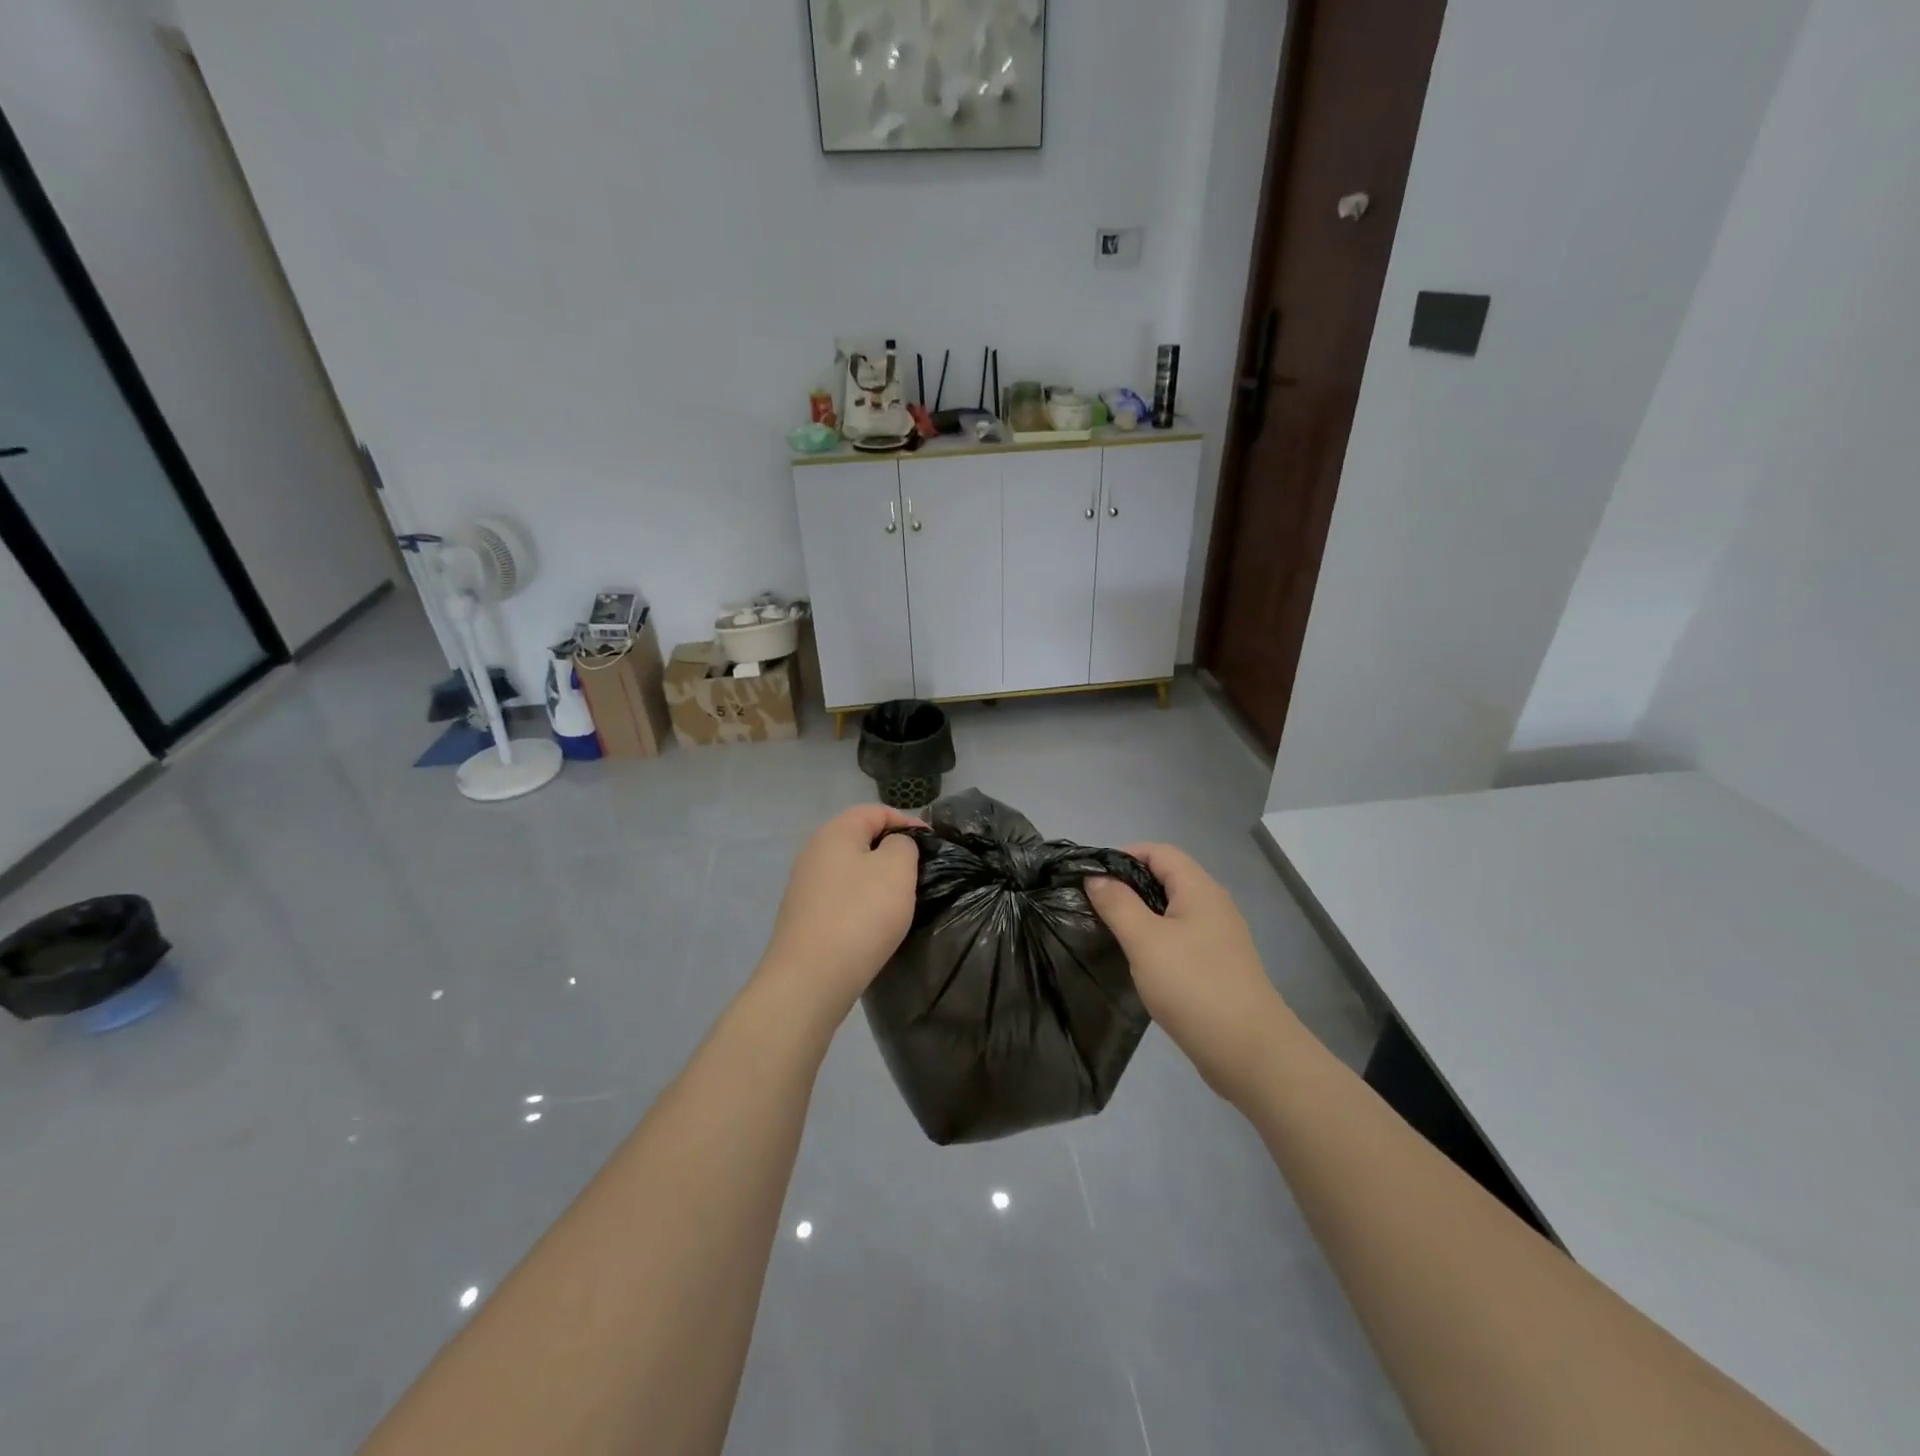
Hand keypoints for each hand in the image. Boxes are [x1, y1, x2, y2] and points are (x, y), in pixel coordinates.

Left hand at [757, 805, 923, 1018]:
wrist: (810, 978)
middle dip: (892, 852)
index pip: (875, 811)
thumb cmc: (860, 914)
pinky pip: (841, 897)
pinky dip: (861, 903)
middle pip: (860, 839)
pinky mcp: (805, 917)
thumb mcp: (896, 869)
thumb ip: (902, 845)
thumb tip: (894, 846)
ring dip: (877, 880)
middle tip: (920, 873)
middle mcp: (814, 852)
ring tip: (901, 900)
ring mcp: (805, 886)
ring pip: (851, 870)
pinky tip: (874, 924)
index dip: (907, 822)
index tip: (932, 844)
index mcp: (835, 832)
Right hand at [1086, 844, 1292, 1104]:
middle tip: (1092, 901)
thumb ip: (1117, 904)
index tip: (1090, 874)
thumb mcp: (1145, 941)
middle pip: (1166, 877)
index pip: (1159, 851)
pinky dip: (1154, 937)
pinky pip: (1179, 936)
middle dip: (1128, 883)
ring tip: (1106, 927)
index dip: (1123, 854)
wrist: (1249, 1051)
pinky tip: (1136, 958)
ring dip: (1139, 912)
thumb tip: (1096, 876)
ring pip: (1171, 909)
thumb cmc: (1194, 986)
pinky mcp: (1216, 965)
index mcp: (1199, 889)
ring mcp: (1217, 937)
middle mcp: (1213, 905)